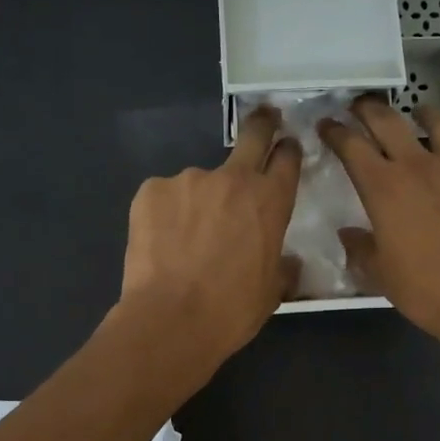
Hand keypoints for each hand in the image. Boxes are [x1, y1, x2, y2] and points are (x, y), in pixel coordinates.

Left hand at [116, 106, 302, 369]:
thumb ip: (282, 265)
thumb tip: (287, 261)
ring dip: (199, 201)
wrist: (171, 320)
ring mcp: (188, 180)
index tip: (286, 148)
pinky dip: (166, 214)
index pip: (287, 159)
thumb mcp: (272, 292)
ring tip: (186, 239)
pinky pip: (165, 196)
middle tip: (264, 120)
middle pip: (252, 135)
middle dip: (261, 125)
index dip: (288, 151)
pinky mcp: (151, 190)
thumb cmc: (231, 310)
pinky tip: (162, 243)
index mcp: (270, 201)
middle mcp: (232, 179)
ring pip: (199, 182)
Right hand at [319, 96, 439, 355]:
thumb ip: (361, 249)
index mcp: (384, 188)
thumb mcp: (381, 275)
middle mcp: (419, 166)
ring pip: (439, 123)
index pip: (351, 146)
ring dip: (423, 113)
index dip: (335, 132)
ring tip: (417, 113)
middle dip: (368, 108)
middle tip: (360, 106)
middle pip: (388, 121)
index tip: (327, 125)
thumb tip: (349, 234)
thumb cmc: (427, 290)